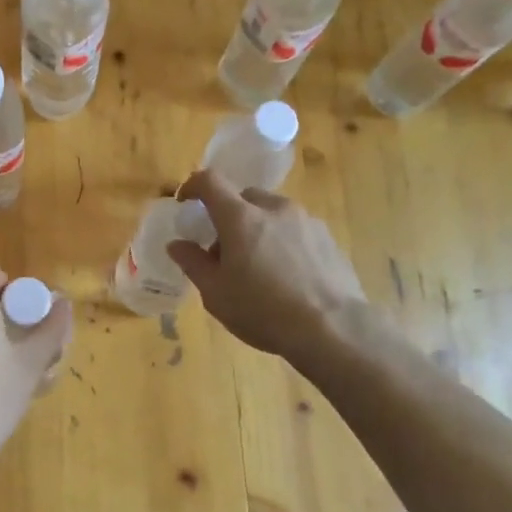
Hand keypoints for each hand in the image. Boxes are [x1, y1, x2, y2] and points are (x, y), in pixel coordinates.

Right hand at [165, 169, 370, 364]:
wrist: (334, 329)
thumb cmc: (264, 311)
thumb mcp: (216, 294)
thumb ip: (193, 263)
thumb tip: (177, 244)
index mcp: (241, 217)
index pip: (210, 181)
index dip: (192, 186)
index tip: (185, 203)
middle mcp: (274, 208)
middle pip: (243, 197)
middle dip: (228, 215)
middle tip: (223, 250)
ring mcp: (306, 220)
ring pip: (272, 212)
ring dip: (257, 227)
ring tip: (258, 265)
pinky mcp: (328, 237)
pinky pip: (295, 228)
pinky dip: (282, 240)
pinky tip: (287, 275)